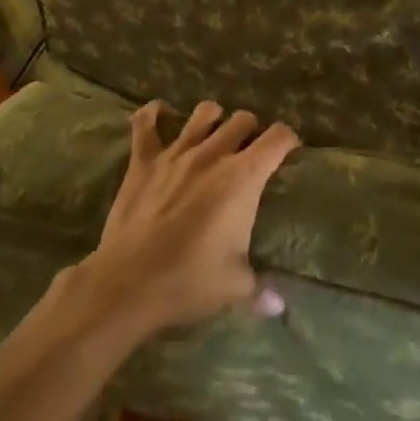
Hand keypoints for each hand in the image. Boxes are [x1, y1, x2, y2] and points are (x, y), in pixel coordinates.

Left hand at [77, 99, 299, 337]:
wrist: (130, 282)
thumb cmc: (190, 281)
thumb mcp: (235, 286)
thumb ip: (260, 289)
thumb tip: (279, 307)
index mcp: (243, 177)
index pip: (278, 138)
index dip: (288, 140)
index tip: (289, 151)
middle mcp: (214, 154)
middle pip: (242, 120)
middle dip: (251, 131)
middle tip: (249, 152)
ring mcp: (176, 152)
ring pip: (203, 113)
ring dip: (214, 119)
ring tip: (214, 133)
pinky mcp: (144, 160)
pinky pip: (145, 124)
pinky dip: (153, 114)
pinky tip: (159, 114)